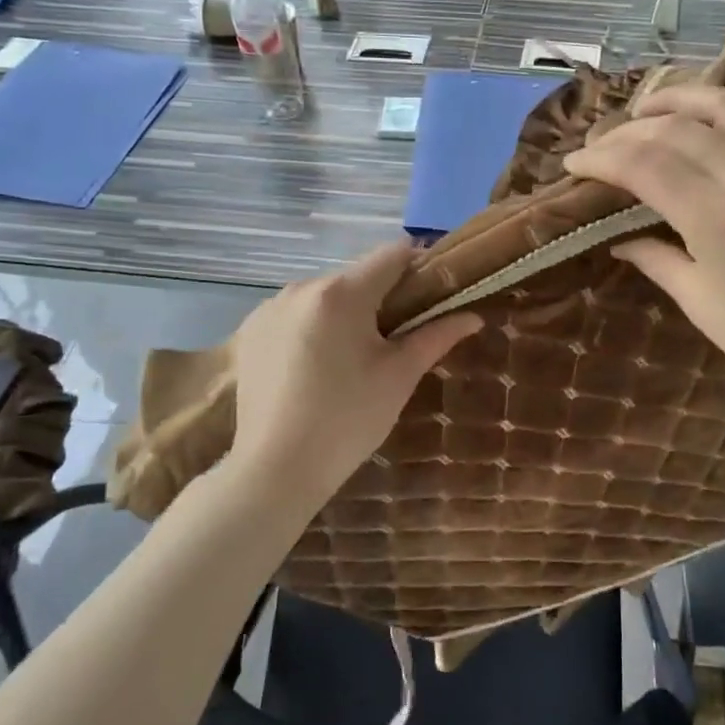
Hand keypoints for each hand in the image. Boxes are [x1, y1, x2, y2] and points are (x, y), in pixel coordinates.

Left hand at [229, 243, 480, 505]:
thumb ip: (436, 336)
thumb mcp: (399, 376)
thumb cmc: (348, 420)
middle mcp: (301, 287)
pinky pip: (295, 314)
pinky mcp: (251, 330)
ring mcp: (270, 308)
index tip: (431, 297)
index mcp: (341, 293)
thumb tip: (473, 315)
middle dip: (381, 298)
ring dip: (345, 313)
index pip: (391, 254)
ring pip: (324, 296)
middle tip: (395, 341)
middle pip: (356, 276)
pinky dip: (313, 328)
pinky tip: (314, 368)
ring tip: (351, 360)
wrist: (275, 469)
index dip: (418, 267)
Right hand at [564, 85, 724, 412]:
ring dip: (672, 101)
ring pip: (719, 106)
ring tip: (641, 112)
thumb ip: (657, 258)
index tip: (572, 166)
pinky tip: (692, 123)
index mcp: (717, 216)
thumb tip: (619, 237)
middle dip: (624, 132)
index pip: (643, 162)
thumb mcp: (702, 303)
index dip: (600, 158)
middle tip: (596, 149)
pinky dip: (713, 111)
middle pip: (672, 129)